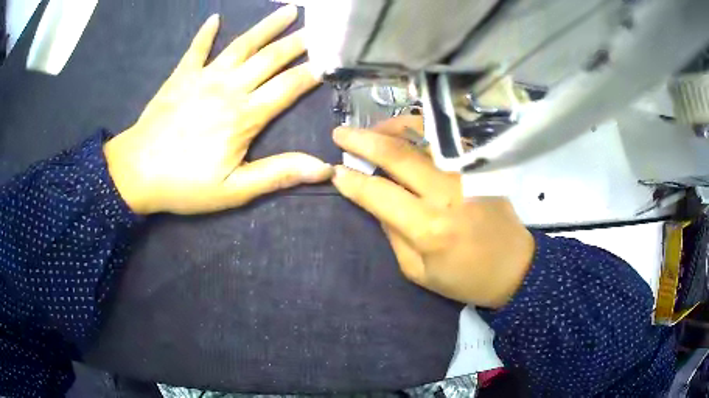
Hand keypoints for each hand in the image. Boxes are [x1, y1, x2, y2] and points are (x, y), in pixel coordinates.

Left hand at [104, 6, 331, 214]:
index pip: (288, 87)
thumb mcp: (234, 190)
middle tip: (319, 28)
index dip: (312, 73)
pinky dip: (206, 32)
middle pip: (270, 58)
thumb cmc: (184, 184)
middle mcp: (229, 88)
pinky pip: (196, 48)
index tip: (332, 59)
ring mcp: (203, 77)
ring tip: (289, 10)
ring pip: (242, 44)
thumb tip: (323, 169)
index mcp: (245, 116)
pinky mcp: (181, 76)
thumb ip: (277, 174)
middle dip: (298, 42)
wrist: (135, 173)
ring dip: (267, 26)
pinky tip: (215, 18)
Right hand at [331, 116, 534, 308]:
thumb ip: (393, 234)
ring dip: (390, 128)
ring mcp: (466, 173)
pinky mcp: (479, 166)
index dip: (352, 181)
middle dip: (362, 140)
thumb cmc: (465, 277)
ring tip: (370, 130)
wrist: (514, 267)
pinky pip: (444, 139)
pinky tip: (404, 133)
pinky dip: (419, 130)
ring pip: (422, 137)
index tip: (335, 171)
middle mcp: (447, 193)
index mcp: (428, 227)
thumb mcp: (418, 271)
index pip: (379, 193)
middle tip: (339, 133)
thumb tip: (376, 200)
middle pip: (398, 155)